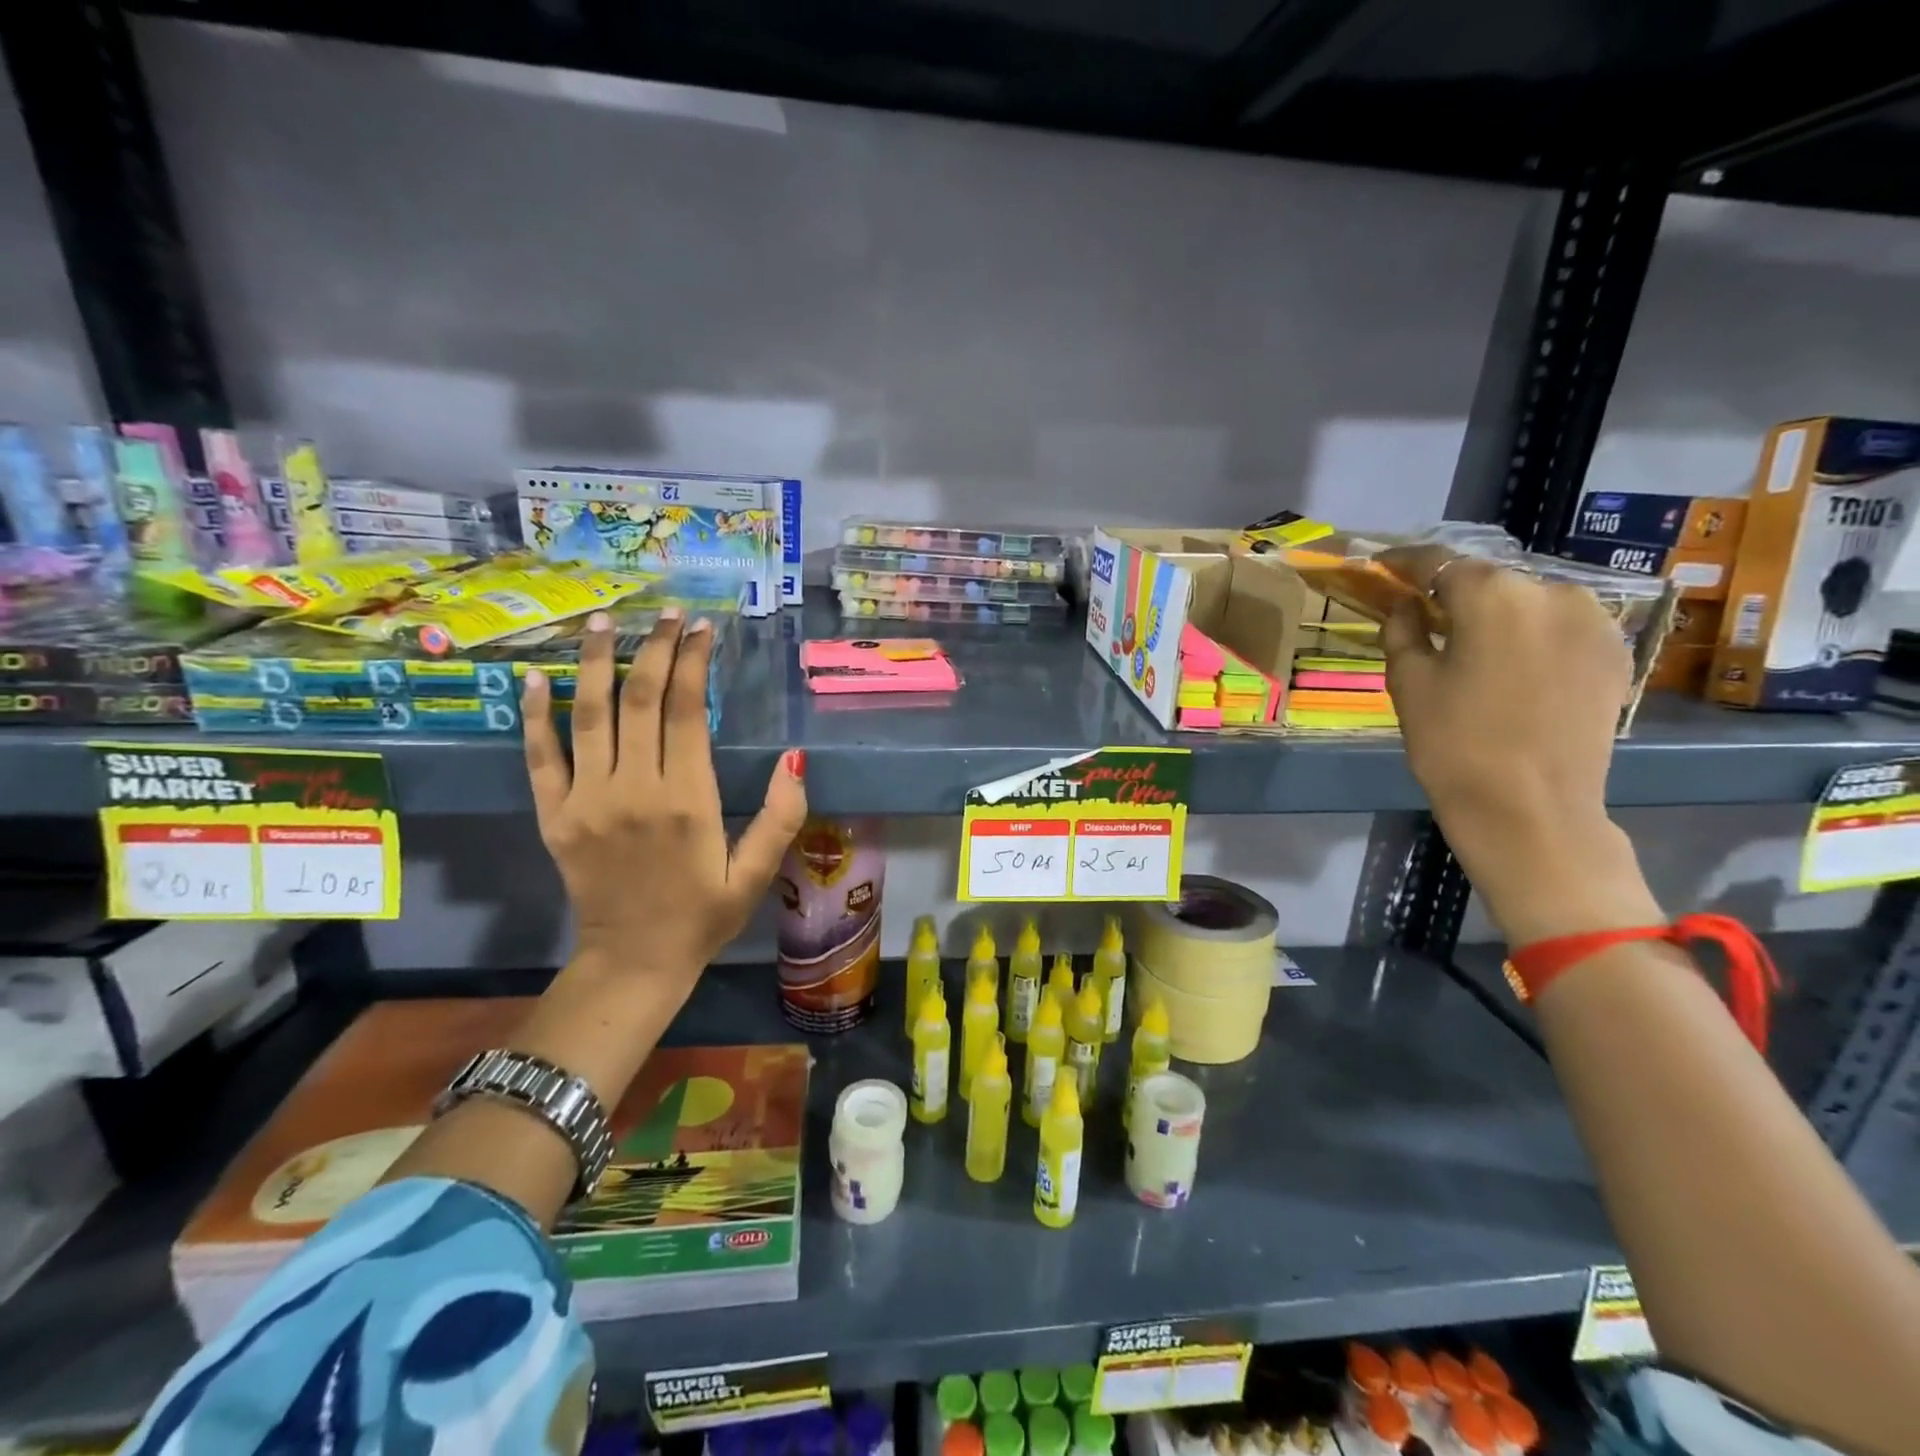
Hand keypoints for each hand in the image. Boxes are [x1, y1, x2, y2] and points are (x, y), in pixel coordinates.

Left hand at [521, 608, 807, 987]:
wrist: (634, 962)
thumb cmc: (704, 916)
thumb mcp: (756, 873)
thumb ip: (780, 816)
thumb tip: (794, 758)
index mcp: (687, 800)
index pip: (687, 712)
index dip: (693, 663)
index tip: (701, 628)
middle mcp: (634, 789)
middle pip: (641, 701)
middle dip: (655, 649)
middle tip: (666, 613)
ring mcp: (587, 801)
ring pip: (590, 716)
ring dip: (595, 664)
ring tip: (604, 622)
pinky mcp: (555, 817)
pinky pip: (541, 758)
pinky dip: (536, 717)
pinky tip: (535, 679)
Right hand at [1379, 546, 1660, 943]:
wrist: (1531, 809)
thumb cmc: (1453, 744)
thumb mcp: (1409, 683)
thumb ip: (1403, 629)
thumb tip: (1409, 602)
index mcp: (1493, 595)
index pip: (1439, 561)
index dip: (1406, 562)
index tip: (1384, 566)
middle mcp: (1552, 592)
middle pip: (1490, 579)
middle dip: (1454, 591)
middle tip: (1425, 612)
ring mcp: (1594, 621)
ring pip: (1529, 601)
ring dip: (1496, 612)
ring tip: (1470, 641)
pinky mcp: (1615, 653)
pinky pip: (1561, 626)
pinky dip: (1531, 633)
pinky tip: (1512, 663)